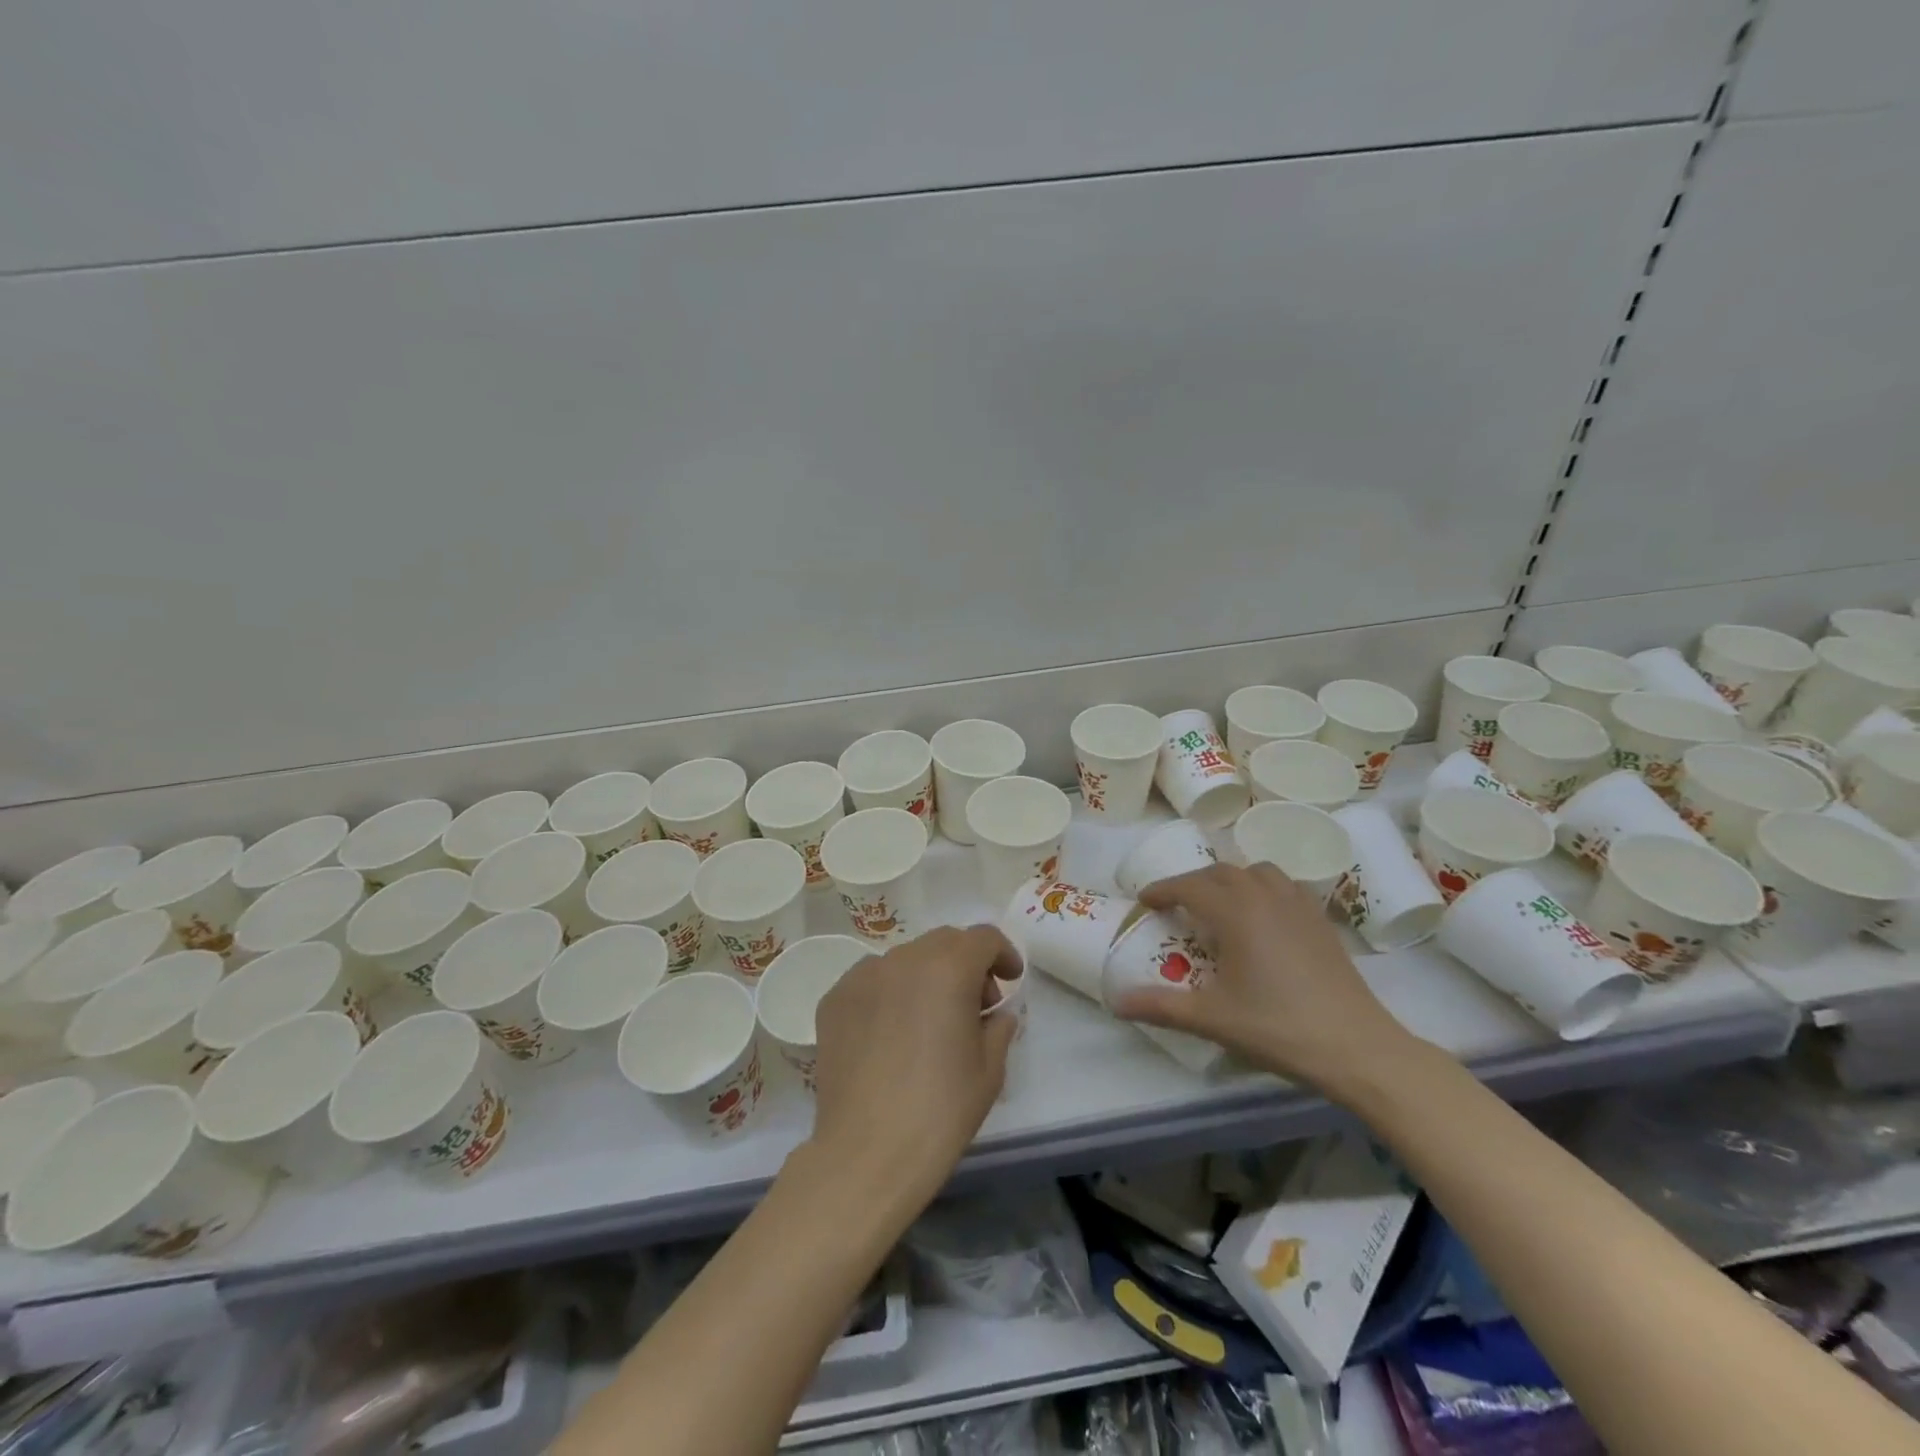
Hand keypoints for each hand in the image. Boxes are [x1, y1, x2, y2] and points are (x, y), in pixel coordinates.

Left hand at [809, 925, 1019, 1202]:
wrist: (867, 1153)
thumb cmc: (940, 1111)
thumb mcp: (989, 1069)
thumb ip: (999, 1026)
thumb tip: (996, 1013)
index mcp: (948, 969)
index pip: (983, 938)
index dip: (1002, 954)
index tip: (1008, 981)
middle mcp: (903, 959)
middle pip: (944, 942)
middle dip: (966, 963)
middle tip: (975, 1005)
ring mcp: (862, 976)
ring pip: (905, 958)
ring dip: (927, 976)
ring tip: (929, 1020)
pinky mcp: (834, 998)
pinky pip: (872, 980)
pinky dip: (890, 992)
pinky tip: (892, 1033)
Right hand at [1110, 862, 1415, 1096]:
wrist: (1357, 1047)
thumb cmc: (1279, 1027)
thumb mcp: (1213, 1019)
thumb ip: (1161, 1006)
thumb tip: (1115, 1002)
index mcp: (1236, 913)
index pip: (1189, 886)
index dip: (1162, 890)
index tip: (1144, 901)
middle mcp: (1266, 897)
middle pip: (1221, 872)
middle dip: (1193, 882)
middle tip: (1176, 906)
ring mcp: (1298, 906)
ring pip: (1257, 871)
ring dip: (1231, 880)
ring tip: (1220, 904)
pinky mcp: (1321, 921)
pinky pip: (1285, 886)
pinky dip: (1264, 888)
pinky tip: (1263, 917)